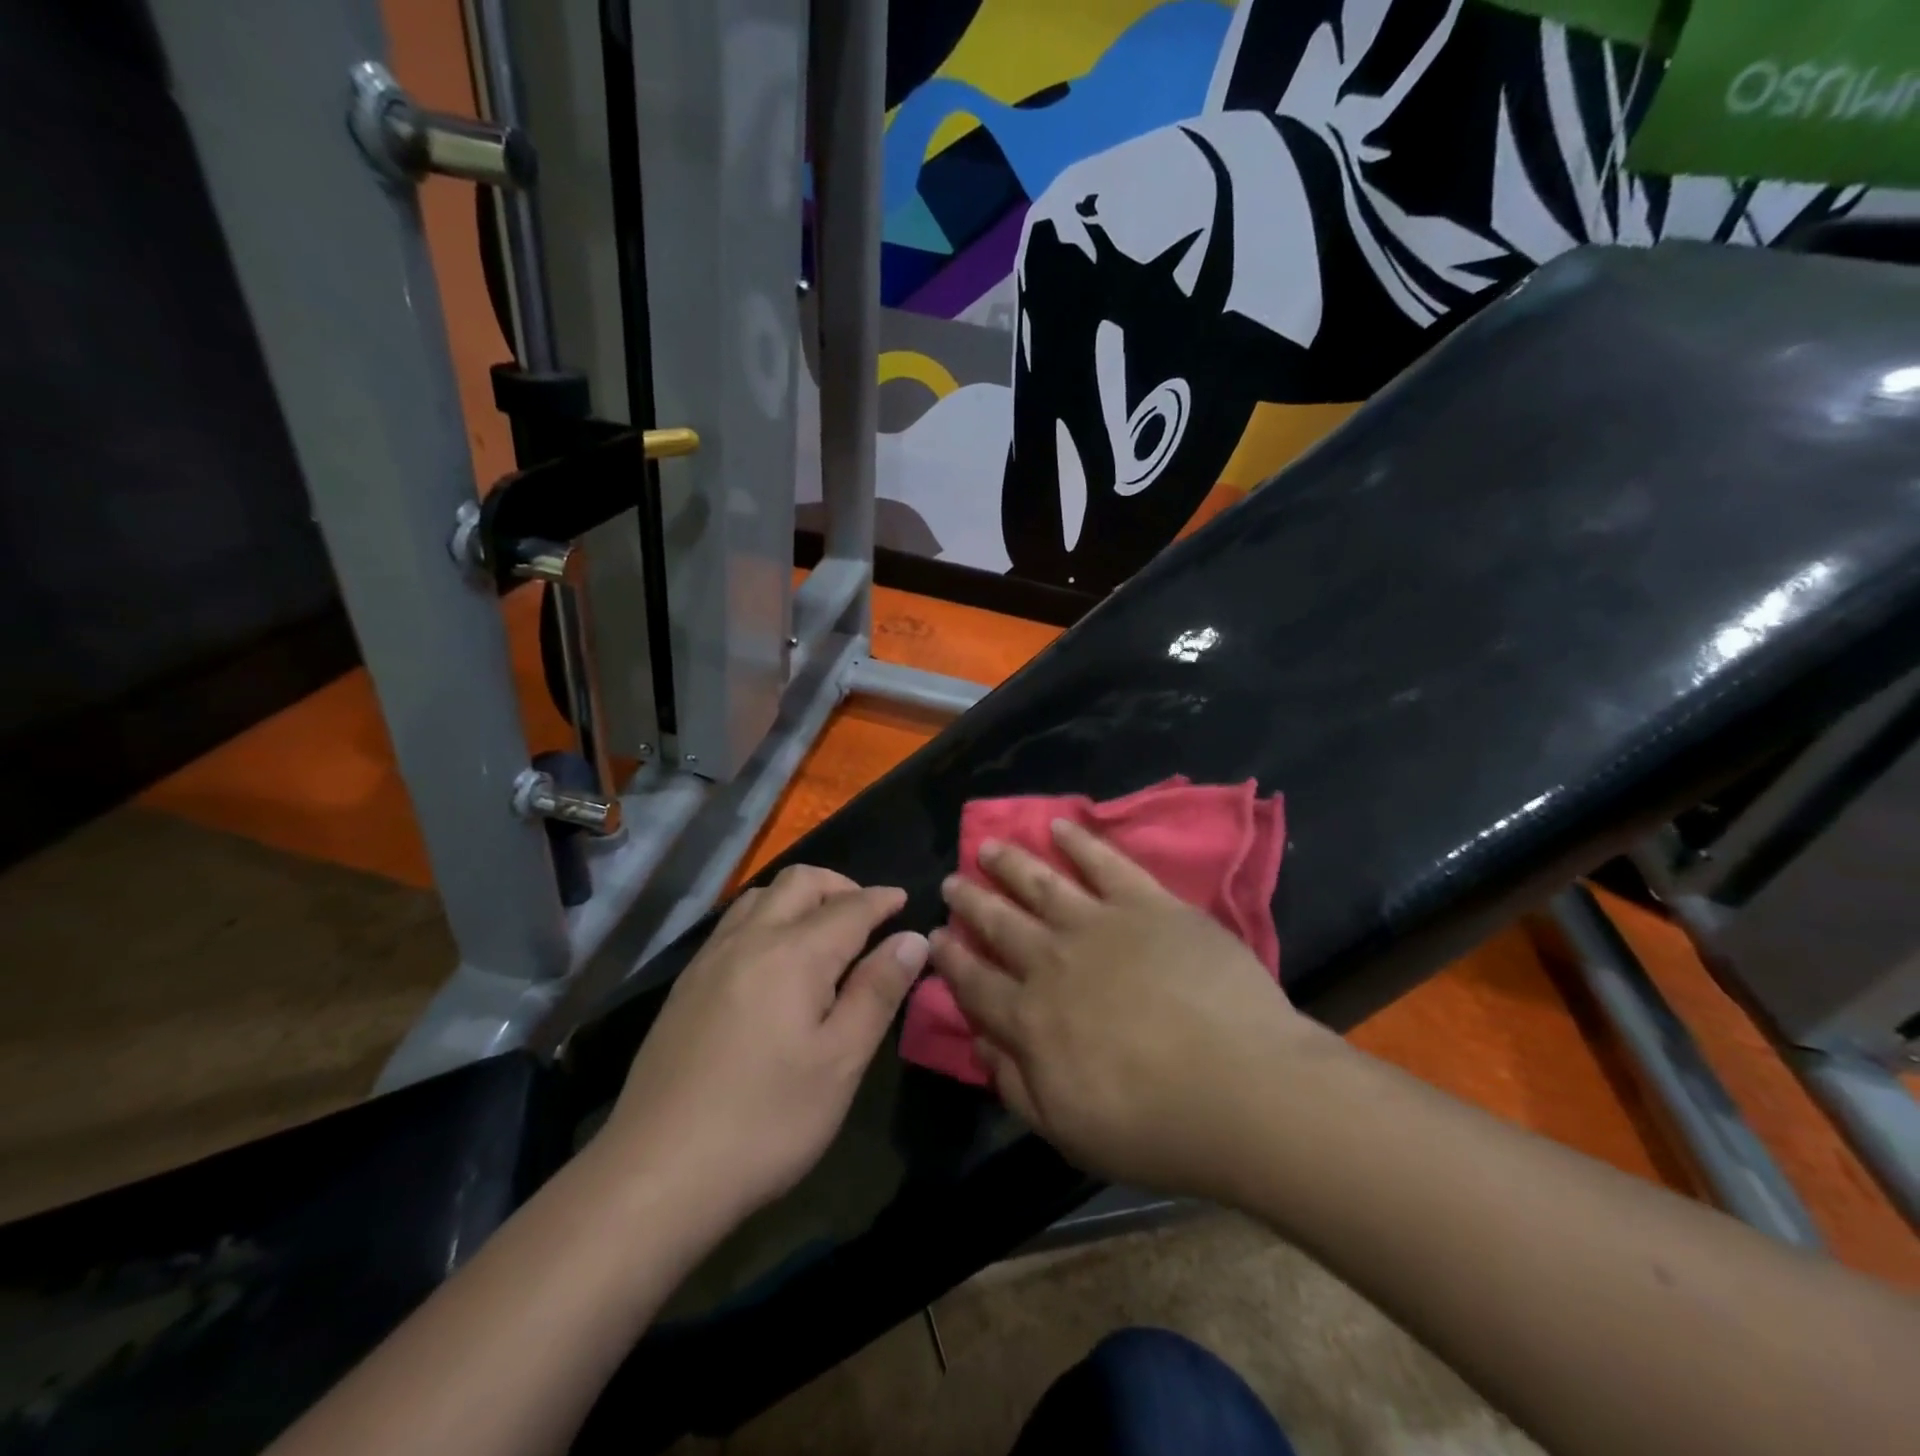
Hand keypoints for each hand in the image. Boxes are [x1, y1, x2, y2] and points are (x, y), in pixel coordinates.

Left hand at [598, 866, 926, 1225]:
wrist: (657, 1173)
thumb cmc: (767, 1120)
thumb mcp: (841, 1061)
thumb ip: (878, 991)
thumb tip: (912, 939)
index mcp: (795, 954)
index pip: (850, 907)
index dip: (882, 899)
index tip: (905, 900)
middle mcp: (750, 939)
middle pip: (799, 882)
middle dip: (840, 886)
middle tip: (866, 916)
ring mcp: (710, 959)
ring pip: (760, 896)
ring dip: (799, 897)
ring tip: (822, 932)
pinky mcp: (686, 984)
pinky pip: (734, 924)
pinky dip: (767, 918)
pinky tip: (773, 961)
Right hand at [930, 821, 1341, 1202]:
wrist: (1242, 1088)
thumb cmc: (1155, 1125)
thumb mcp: (1067, 1130)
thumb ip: (1015, 1084)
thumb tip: (978, 1040)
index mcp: (1031, 1018)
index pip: (977, 982)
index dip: (952, 960)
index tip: (935, 936)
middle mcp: (1053, 960)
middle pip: (1000, 923)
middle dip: (971, 901)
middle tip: (951, 882)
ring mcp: (1100, 924)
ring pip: (1041, 883)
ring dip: (1010, 863)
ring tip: (988, 846)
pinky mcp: (1148, 903)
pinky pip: (1105, 863)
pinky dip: (1079, 842)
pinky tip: (1060, 826)